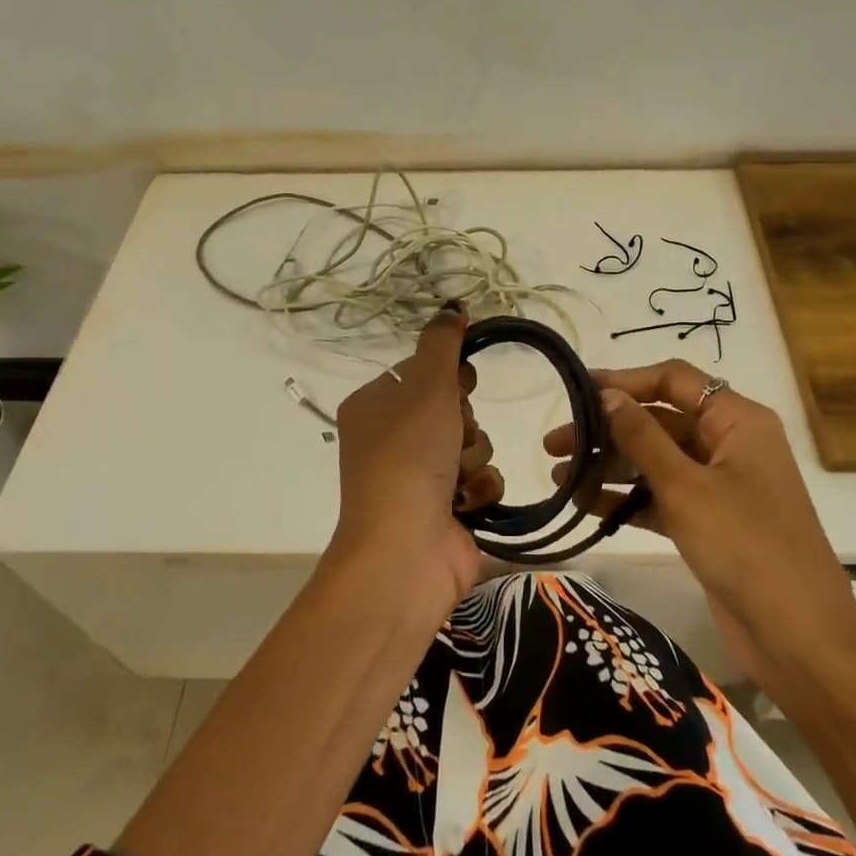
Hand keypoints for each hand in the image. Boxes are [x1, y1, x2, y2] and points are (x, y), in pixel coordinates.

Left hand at [330, 306, 498, 615]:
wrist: (405, 548)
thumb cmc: (408, 455)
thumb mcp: (425, 385)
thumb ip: (442, 343)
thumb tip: (451, 307)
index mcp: (374, 406)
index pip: (423, 372)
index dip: (449, 376)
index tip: (461, 382)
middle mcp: (392, 440)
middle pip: (452, 407)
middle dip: (463, 421)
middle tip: (450, 436)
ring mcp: (418, 477)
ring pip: (472, 442)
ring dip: (474, 455)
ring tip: (456, 477)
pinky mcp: (446, 509)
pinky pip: (481, 479)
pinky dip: (480, 488)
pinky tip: (466, 502)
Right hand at [544, 360, 855, 644]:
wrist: (799, 639)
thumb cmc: (745, 545)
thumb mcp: (686, 486)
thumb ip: (642, 437)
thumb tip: (608, 395)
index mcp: (737, 421)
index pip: (674, 381)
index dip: (625, 381)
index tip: (577, 391)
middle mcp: (729, 444)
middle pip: (660, 421)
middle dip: (607, 431)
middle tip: (554, 445)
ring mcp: (720, 485)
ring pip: (656, 461)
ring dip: (610, 467)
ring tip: (558, 478)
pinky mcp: (709, 522)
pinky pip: (660, 497)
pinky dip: (626, 499)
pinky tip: (584, 504)